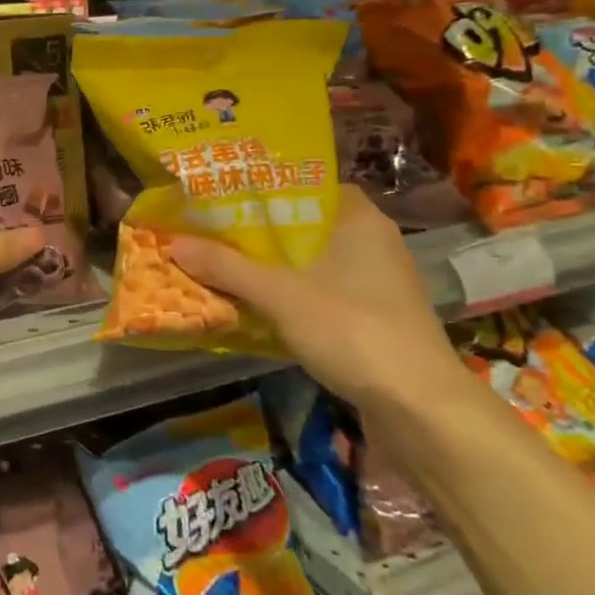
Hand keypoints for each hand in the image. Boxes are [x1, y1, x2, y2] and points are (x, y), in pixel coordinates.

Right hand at [169, 185, 466, 415]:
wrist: (421, 410)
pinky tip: (252, 303)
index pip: (306, 184)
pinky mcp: (371, 319)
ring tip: (219, 261)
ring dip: (269, 266)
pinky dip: (287, 294)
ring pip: (309, 262)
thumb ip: (227, 267)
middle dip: (256, 231)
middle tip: (208, 227)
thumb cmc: (354, 331)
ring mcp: (374, 283)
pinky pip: (319, 292)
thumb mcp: (281, 295)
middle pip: (302, 225)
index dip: (264, 187)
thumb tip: (173, 242)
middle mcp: (371, 243)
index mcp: (358, 219)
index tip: (223, 192)